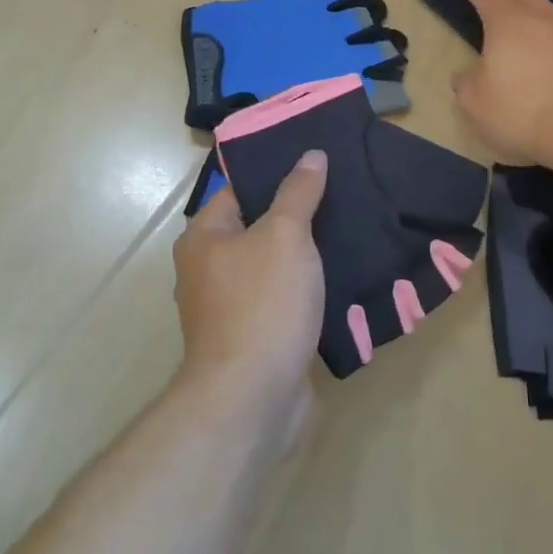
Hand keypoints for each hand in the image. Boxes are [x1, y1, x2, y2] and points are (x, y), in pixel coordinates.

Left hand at [172, 151, 327, 445]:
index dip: (277, 176)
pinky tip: (340, 283)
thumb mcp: (285, 236)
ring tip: (349, 235)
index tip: (317, 166)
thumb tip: (310, 155)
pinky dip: (304, 294)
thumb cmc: (262, 304)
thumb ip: (298, 193)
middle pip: (256, 230)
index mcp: (203, 239)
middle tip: (342, 198)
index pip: (240, 191)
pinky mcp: (252, 339)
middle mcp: (206, 271)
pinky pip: (280, 303)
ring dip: (305, 259)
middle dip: (296, 218)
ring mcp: (227, 309)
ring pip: (272, 269)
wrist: (253, 398)